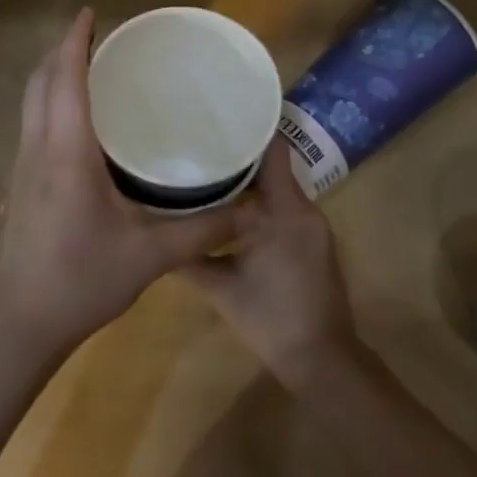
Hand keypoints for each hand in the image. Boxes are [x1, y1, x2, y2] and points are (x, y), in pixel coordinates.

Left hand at [0, 8, 238, 364]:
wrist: (21, 324)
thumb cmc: (82, 282)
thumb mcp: (151, 256)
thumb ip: (204, 230)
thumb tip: (253, 210)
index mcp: (67, 154)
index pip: (65, 81)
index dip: (75, 42)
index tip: (90, 12)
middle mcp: (39, 150)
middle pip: (40, 83)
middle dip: (62, 51)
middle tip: (97, 35)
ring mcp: (23, 167)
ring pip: (31, 103)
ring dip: (53, 75)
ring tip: (88, 66)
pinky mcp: (20, 185)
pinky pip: (33, 124)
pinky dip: (50, 102)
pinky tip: (78, 119)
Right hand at [186, 137, 356, 387]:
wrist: (321, 358)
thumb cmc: (270, 319)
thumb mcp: (221, 288)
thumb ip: (190, 257)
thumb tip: (155, 237)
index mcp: (284, 211)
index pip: (272, 152)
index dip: (248, 132)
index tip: (218, 118)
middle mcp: (303, 209)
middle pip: (273, 166)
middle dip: (240, 156)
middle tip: (202, 145)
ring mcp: (313, 226)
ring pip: (279, 188)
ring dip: (251, 181)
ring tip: (211, 172)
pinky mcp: (314, 241)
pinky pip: (287, 208)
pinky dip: (262, 203)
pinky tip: (233, 210)